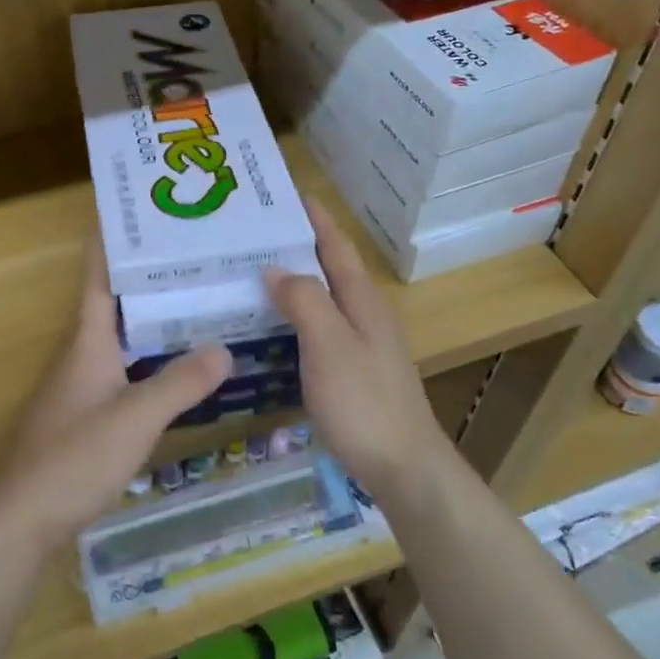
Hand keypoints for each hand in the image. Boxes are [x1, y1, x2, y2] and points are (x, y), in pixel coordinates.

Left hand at [0, 240, 231, 552]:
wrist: (23, 520)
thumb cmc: (75, 458)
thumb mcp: (135, 417)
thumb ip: (180, 383)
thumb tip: (225, 348)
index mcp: (88, 341)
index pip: (99, 278)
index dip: (113, 242)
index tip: (138, 212)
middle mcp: (83, 355)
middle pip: (117, 304)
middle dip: (151, 279)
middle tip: (198, 259)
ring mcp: (82, 387)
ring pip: (124, 340)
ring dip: (156, 321)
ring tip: (201, 305)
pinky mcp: (87, 416)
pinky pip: (126, 371)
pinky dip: (153, 360)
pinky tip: (182, 371)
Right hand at [265, 202, 452, 495]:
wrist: (404, 466)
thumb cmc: (364, 402)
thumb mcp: (329, 345)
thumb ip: (304, 300)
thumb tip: (276, 267)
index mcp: (362, 300)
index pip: (336, 246)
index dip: (315, 218)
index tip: (289, 192)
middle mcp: (365, 315)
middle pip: (330, 268)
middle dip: (299, 245)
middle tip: (255, 233)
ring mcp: (362, 345)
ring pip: (324, 299)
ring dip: (295, 281)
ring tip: (255, 272)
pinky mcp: (354, 372)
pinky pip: (319, 328)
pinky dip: (296, 316)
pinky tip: (274, 326)